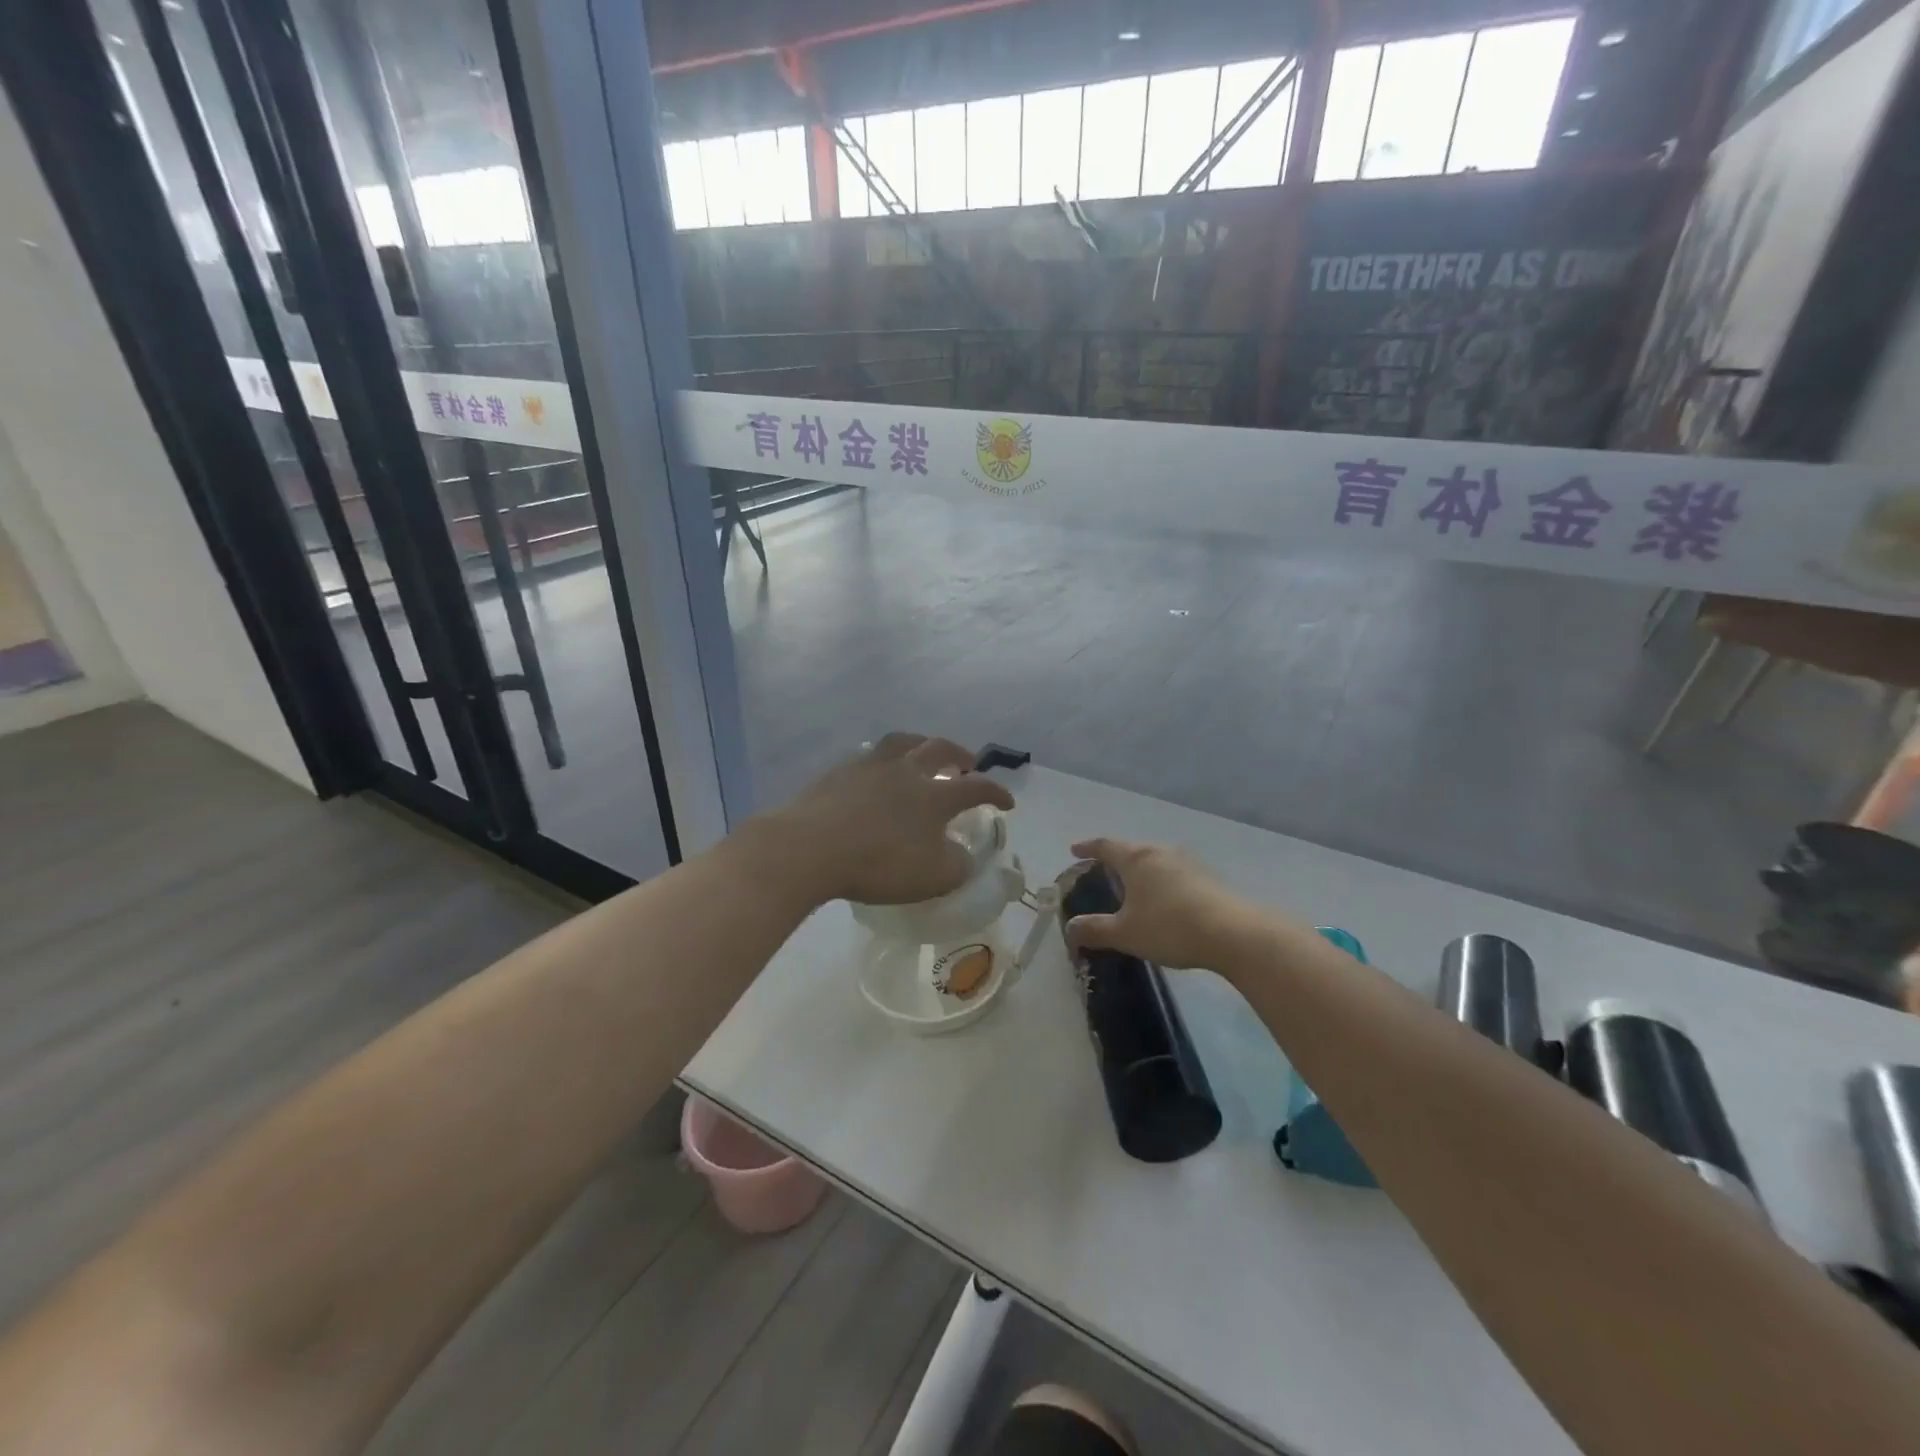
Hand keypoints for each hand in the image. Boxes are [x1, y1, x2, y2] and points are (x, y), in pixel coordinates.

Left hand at [763, 734, 1015, 905]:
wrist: (810, 848)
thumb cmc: (878, 864)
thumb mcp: (932, 878)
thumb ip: (957, 867)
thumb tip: (963, 857)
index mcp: (935, 795)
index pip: (977, 788)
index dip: (996, 793)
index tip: (1007, 803)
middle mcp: (907, 770)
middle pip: (941, 749)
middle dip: (960, 755)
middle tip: (967, 765)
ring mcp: (870, 766)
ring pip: (903, 742)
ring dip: (921, 744)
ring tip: (923, 753)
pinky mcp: (838, 771)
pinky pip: (868, 756)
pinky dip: (882, 760)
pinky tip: (876, 773)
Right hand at [1065, 837, 1261, 969]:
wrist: (1233, 934)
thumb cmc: (1170, 927)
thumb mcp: (1125, 933)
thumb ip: (1095, 929)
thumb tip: (1070, 928)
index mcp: (1136, 859)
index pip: (1105, 846)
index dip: (1087, 848)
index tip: (1075, 850)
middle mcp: (1160, 852)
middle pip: (1132, 850)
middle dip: (1115, 859)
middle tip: (1102, 871)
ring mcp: (1188, 862)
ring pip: (1155, 860)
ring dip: (1141, 870)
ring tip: (1133, 886)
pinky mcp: (1208, 877)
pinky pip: (1174, 873)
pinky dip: (1161, 882)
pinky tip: (1163, 900)